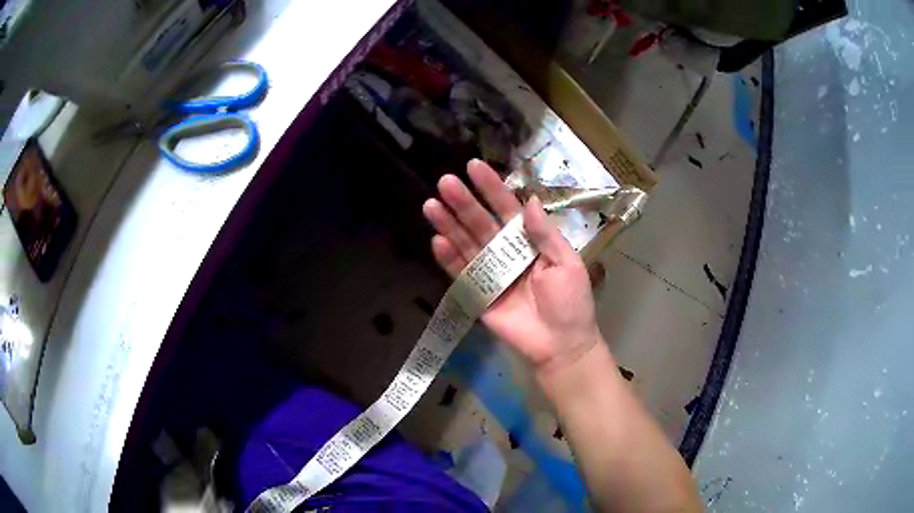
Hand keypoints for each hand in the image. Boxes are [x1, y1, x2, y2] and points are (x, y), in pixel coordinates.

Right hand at [423, 159, 602, 372]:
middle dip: (464, 203)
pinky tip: (437, 240)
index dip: (491, 188)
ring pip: (466, 244)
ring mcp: (490, 273)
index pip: (507, 209)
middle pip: (481, 223)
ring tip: (431, 205)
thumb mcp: (566, 263)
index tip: (474, 167)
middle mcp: (507, 253)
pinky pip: (461, 275)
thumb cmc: (570, 302)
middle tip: (445, 182)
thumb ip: (545, 233)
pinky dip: (448, 259)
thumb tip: (529, 200)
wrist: (561, 345)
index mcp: (530, 241)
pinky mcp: (478, 295)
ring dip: (449, 225)